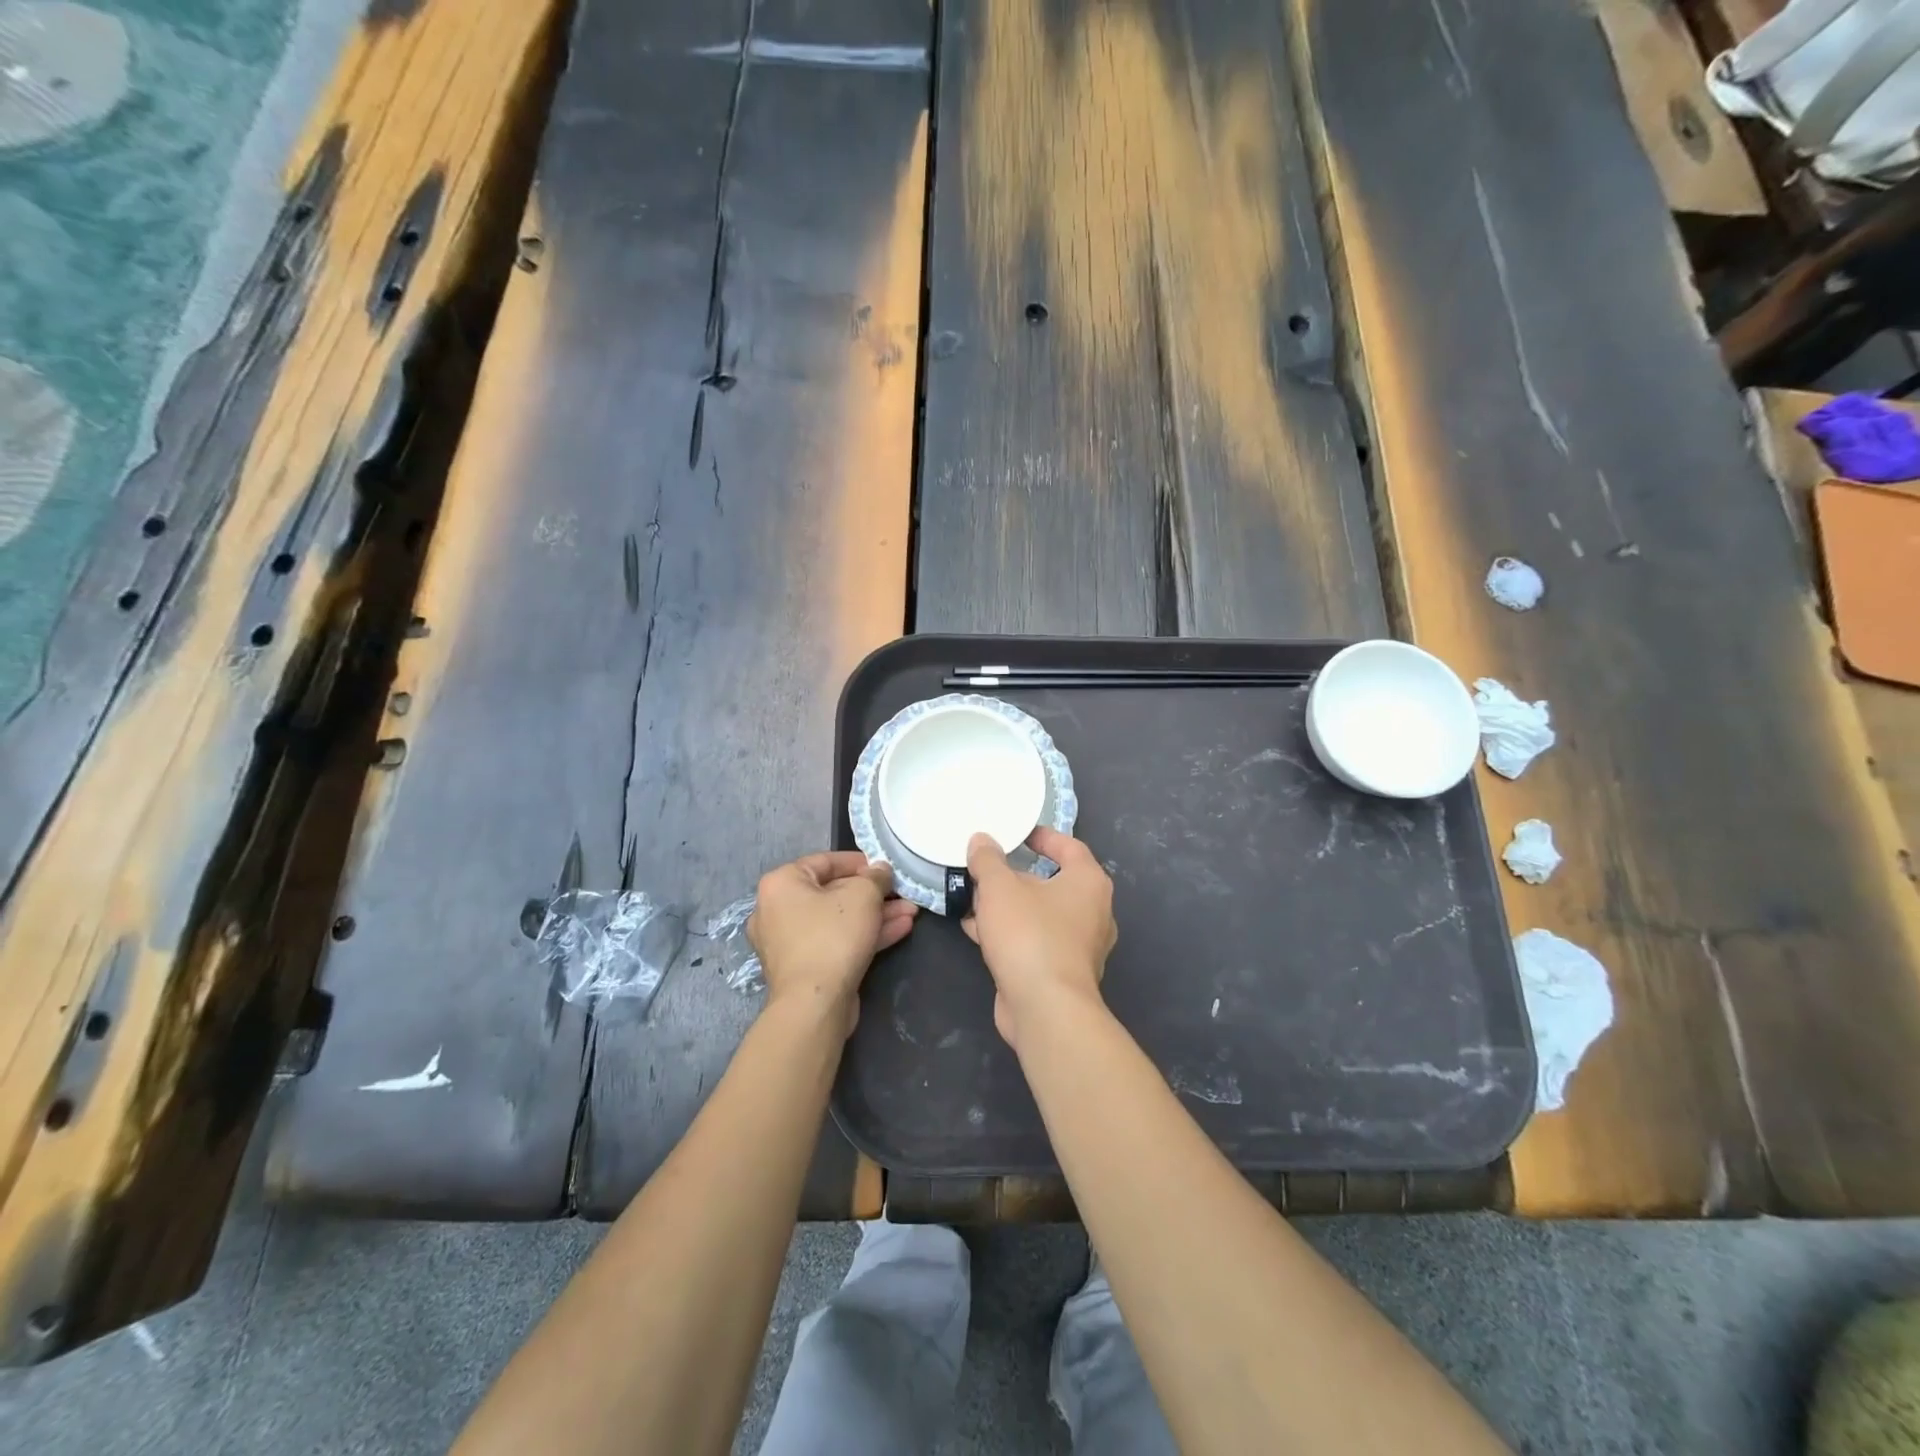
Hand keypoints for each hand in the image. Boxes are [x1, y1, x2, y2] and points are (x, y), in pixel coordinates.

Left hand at [748, 851, 917, 1034]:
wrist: (814, 1004)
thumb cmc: (832, 937)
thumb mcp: (862, 895)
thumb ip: (875, 877)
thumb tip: (880, 870)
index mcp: (781, 884)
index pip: (824, 861)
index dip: (859, 862)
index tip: (885, 868)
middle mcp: (777, 910)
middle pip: (833, 893)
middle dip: (873, 894)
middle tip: (901, 893)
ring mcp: (789, 943)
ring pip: (839, 920)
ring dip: (875, 915)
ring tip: (910, 913)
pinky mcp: (804, 968)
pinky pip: (836, 941)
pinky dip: (864, 935)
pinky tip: (900, 930)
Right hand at [963, 828, 1116, 1049]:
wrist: (1045, 1009)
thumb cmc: (1030, 935)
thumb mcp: (1000, 888)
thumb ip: (988, 860)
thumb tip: (981, 840)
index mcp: (1089, 882)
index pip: (1069, 847)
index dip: (1043, 836)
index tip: (1016, 833)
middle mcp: (1092, 912)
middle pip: (1051, 882)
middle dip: (1014, 875)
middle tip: (986, 868)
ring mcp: (1078, 946)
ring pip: (1038, 914)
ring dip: (1006, 906)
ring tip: (972, 898)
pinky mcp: (1060, 973)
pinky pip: (1032, 940)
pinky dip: (1008, 933)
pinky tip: (974, 930)